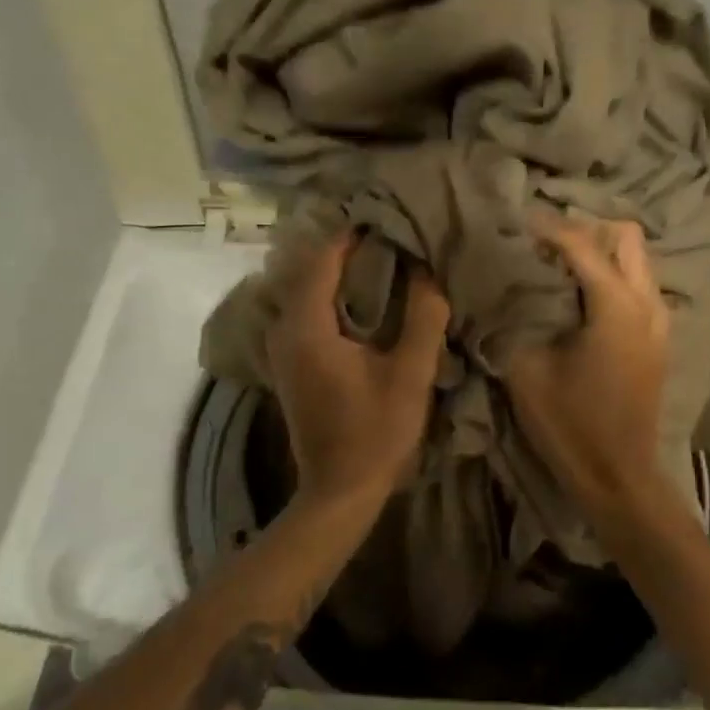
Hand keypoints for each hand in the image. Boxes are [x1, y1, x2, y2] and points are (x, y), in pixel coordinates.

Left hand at [268, 231, 450, 505]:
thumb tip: (427, 272)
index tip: (383, 219)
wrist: (339, 490)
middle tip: (385, 237)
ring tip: (377, 261)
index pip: (321, 261)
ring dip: (335, 274)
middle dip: (343, 251)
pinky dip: (329, 297)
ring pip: (304, 293)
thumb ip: (423, 319)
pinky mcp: (289, 365)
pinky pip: (304, 313)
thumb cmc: (376, 432)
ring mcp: (282, 350)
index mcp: (308, 328)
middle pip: (308, 272)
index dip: (349, 236)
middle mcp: (285, 332)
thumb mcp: (410, 375)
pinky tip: (360, 301)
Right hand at [507, 216, 671, 512]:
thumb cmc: (570, 424)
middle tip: (544, 245)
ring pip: (637, 260)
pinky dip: (613, 276)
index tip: (515, 222)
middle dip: (586, 230)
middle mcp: (647, 303)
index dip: (546, 227)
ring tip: (558, 267)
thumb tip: (499, 287)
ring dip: (601, 253)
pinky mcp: (659, 339)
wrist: (618, 476)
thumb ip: (513, 319)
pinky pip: (639, 285)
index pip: (580, 243)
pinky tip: (580, 298)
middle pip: (626, 236)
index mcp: (616, 306)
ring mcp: (660, 321)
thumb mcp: (526, 369)